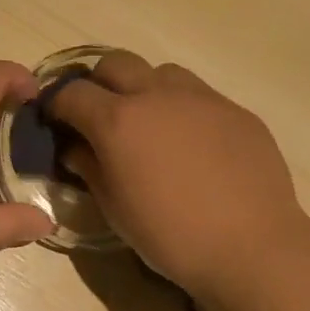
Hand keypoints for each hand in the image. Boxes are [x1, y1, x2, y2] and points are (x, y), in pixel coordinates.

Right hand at [48, 51, 307, 298]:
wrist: (251, 247)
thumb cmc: (170, 235)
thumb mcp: (114, 208)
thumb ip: (89, 167)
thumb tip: (75, 147)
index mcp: (118, 120)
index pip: (73, 93)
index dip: (58, 105)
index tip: (57, 122)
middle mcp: (156, 96)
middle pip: (115, 63)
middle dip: (99, 84)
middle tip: (101, 117)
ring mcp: (202, 98)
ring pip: (161, 73)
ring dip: (145, 90)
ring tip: (152, 126)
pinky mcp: (236, 110)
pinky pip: (200, 96)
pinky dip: (183, 110)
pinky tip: (193, 146)